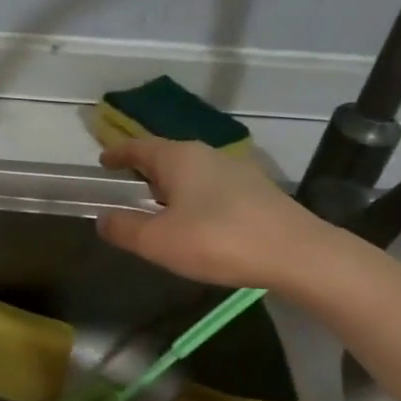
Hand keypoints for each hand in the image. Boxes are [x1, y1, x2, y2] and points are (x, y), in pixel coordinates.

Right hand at [95, 138, 348, 295]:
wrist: (297, 253)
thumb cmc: (218, 240)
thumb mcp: (159, 241)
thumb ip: (125, 228)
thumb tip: (103, 218)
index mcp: (179, 158)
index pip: (139, 146)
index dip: (118, 153)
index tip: (103, 160)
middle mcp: (207, 155)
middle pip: (166, 156)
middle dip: (145, 170)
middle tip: (128, 187)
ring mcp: (236, 171)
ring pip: (192, 172)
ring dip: (171, 186)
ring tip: (160, 208)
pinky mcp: (257, 191)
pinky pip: (212, 187)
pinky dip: (195, 198)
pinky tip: (198, 222)